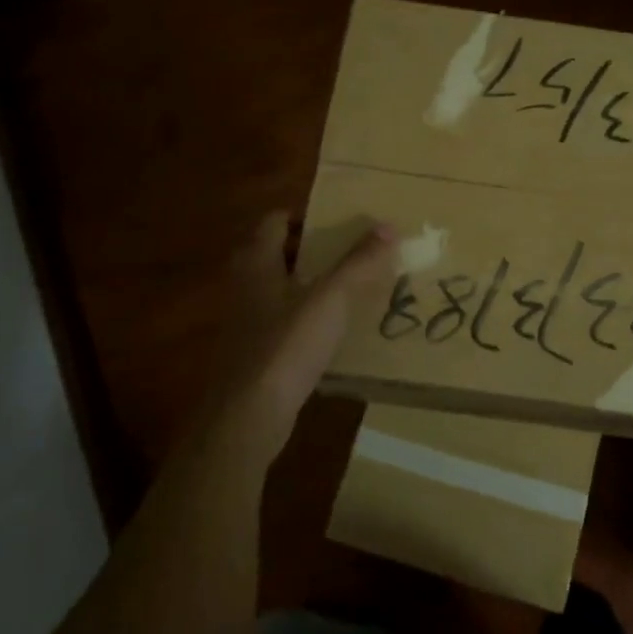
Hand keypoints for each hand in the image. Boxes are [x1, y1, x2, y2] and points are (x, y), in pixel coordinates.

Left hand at [196, 212, 395, 474]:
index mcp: (256, 262)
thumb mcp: (331, 299)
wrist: (247, 417)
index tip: (342, 220)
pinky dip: (307, 318)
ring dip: (312, 284)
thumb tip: (388, 226)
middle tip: (354, 251)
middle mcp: (245, 285)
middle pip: (279, 253)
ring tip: (352, 287)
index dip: (307, 216)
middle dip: (315, 250)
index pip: (275, 221)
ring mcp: (246, 321)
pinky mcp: (254, 352)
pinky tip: (336, 330)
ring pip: (282, 289)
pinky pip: (284, 322)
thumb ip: (359, 262)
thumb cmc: (286, 346)